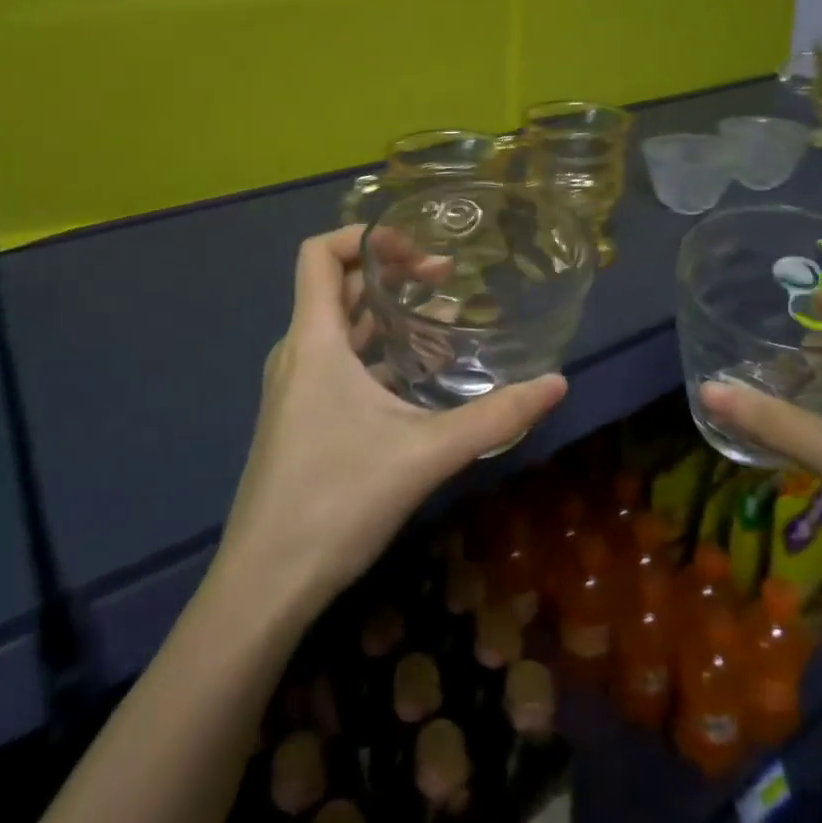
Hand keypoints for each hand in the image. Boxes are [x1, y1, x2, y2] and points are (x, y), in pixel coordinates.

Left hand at [216, 226, 567, 617]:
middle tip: (446, 278)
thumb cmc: (336, 500)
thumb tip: (557, 384)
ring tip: (442, 316)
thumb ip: (494, 416)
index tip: (417, 250)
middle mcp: (299, 353)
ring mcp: (294, 387)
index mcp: (315, 341)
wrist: (264, 585)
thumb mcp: (426, 453)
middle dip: (391, 272)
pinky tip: (417, 374)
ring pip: (339, 326)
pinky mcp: (299, 417)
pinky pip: (337, 362)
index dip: (366, 236)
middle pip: (337, 285)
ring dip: (386, 312)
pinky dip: (375, 350)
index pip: (320, 253)